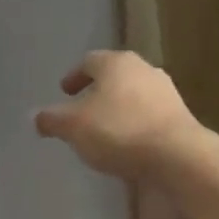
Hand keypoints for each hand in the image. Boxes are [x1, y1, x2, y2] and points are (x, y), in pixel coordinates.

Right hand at [34, 50, 200, 180]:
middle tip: (83, 109)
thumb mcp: (73, 127)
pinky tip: (129, 144)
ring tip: (105, 130)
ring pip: (134, 95)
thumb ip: (52, 120)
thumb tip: (37, 117)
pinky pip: (150, 115)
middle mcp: (143, 69)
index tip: (64, 91)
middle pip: (114, 76)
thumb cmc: (118, 131)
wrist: (178, 157)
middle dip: (97, 91)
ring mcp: (167, 92)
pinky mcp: (182, 117)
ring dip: (118, 108)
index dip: (74, 76)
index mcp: (115, 63)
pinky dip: (136, 124)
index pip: (88, 61)